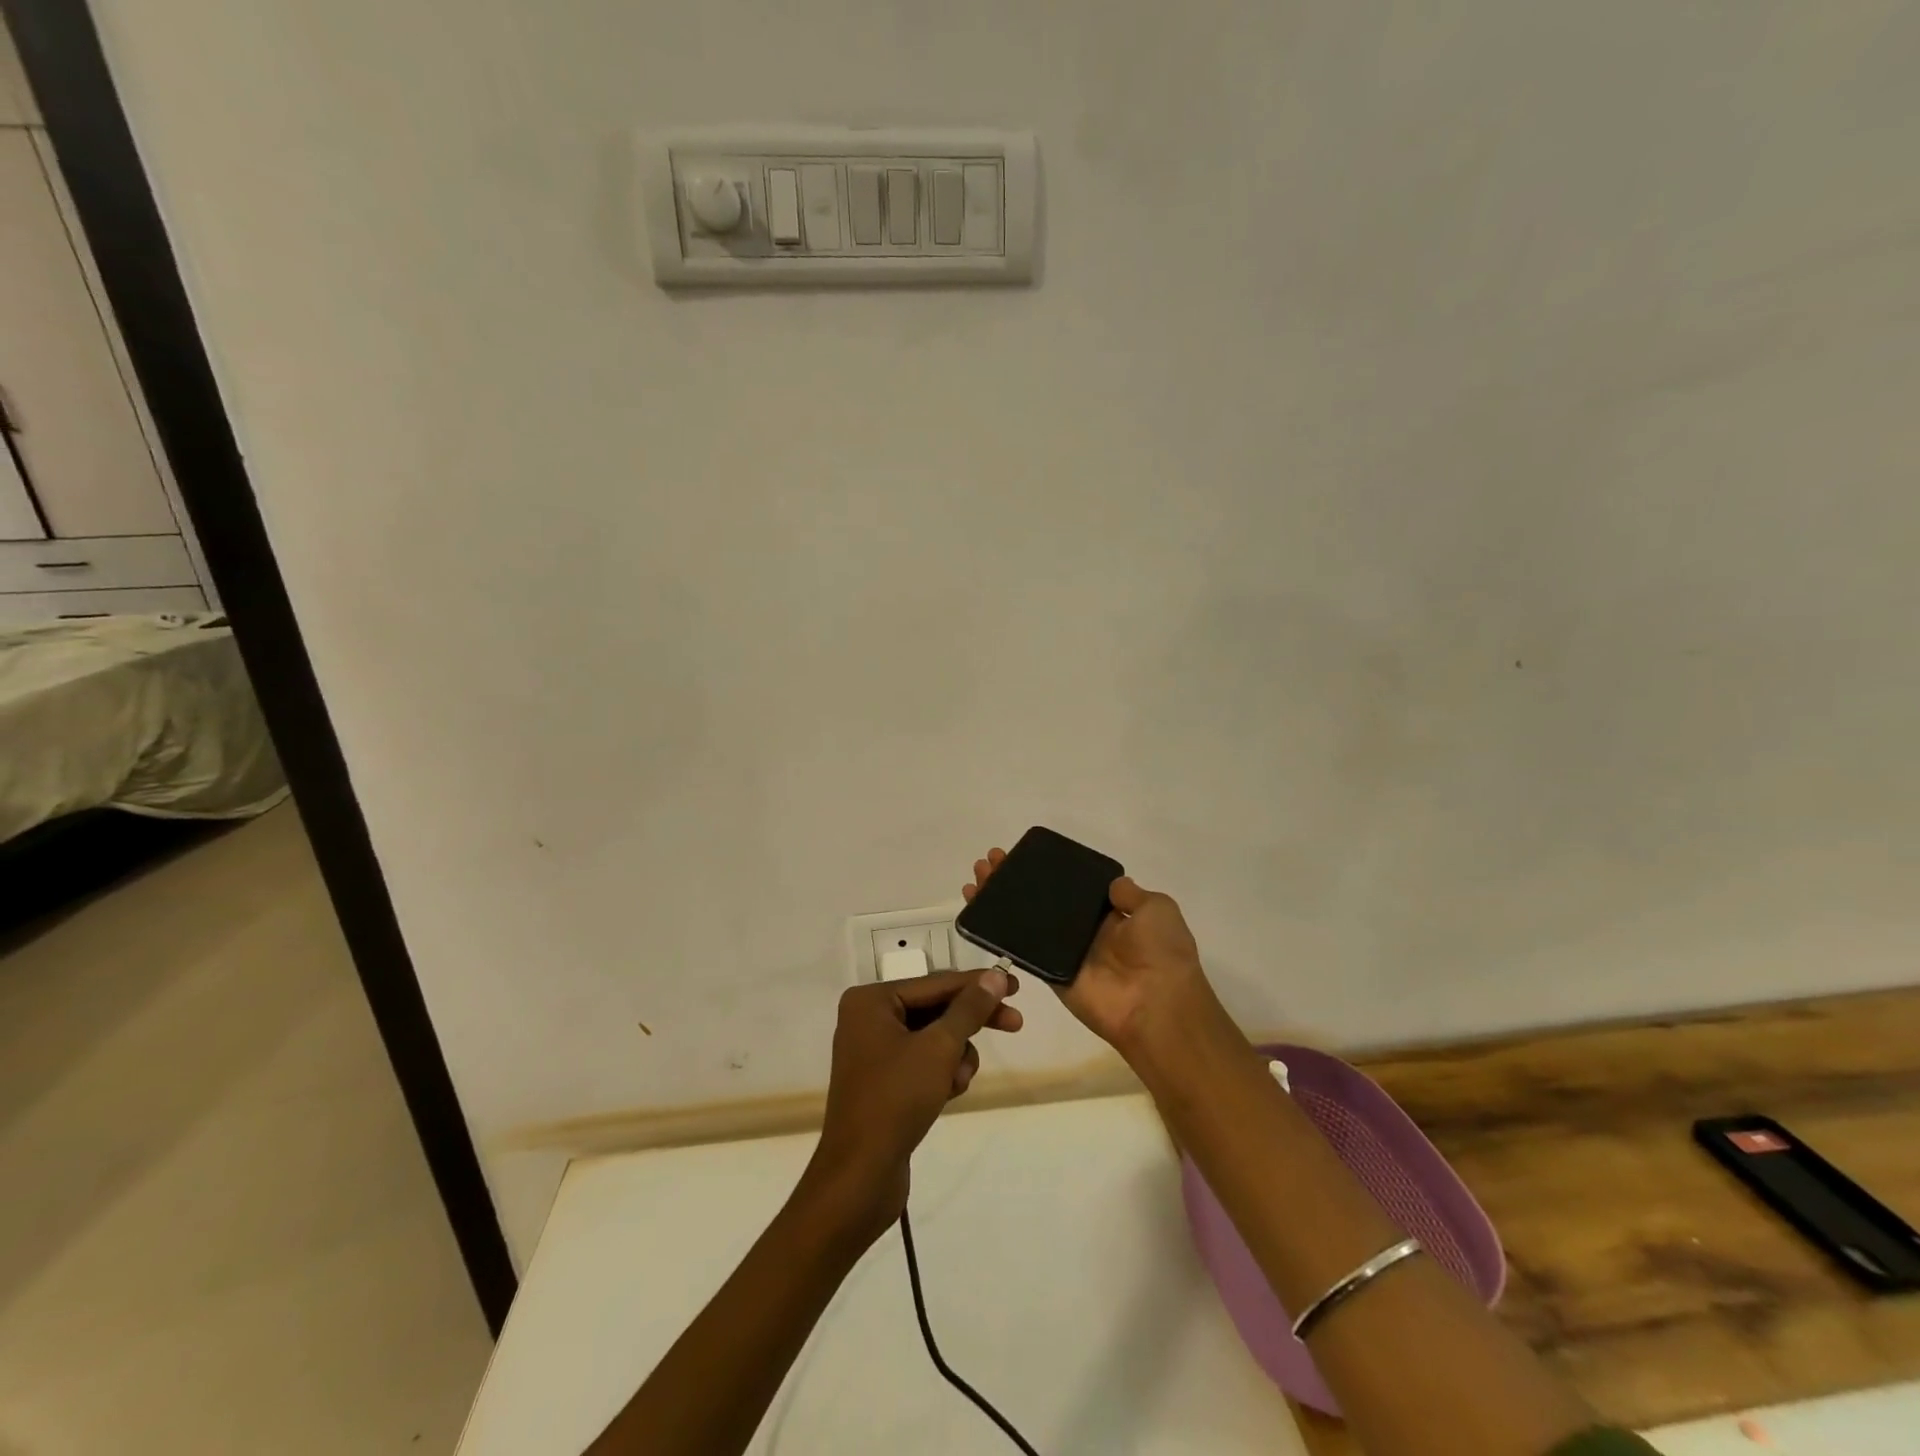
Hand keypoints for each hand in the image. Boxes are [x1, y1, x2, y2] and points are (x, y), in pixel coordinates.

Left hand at [801, 969, 1021, 1244]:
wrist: (860, 1177)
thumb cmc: (896, 1099)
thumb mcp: (939, 1048)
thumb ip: (969, 1009)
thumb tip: (995, 975)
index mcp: (871, 1001)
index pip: (936, 983)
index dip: (978, 984)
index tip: (1015, 985)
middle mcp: (868, 1019)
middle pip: (936, 1008)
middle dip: (972, 1022)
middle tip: (1015, 1023)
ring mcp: (874, 1051)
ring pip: (934, 1038)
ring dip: (956, 1055)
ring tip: (958, 1080)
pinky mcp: (884, 1082)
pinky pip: (924, 1062)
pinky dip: (942, 1073)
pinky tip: (949, 1094)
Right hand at [964, 849, 1227, 1060]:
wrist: (1156, 1004)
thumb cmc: (1160, 951)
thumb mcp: (1156, 908)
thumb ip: (1130, 893)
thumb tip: (1112, 884)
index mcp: (1111, 914)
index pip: (1071, 886)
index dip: (1046, 870)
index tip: (1022, 854)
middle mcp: (1085, 931)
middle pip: (1042, 900)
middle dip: (1015, 880)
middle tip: (990, 862)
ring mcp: (1064, 952)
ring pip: (1025, 921)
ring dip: (1000, 900)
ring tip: (976, 879)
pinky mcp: (1049, 973)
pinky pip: (1022, 950)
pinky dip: (998, 932)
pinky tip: (977, 911)